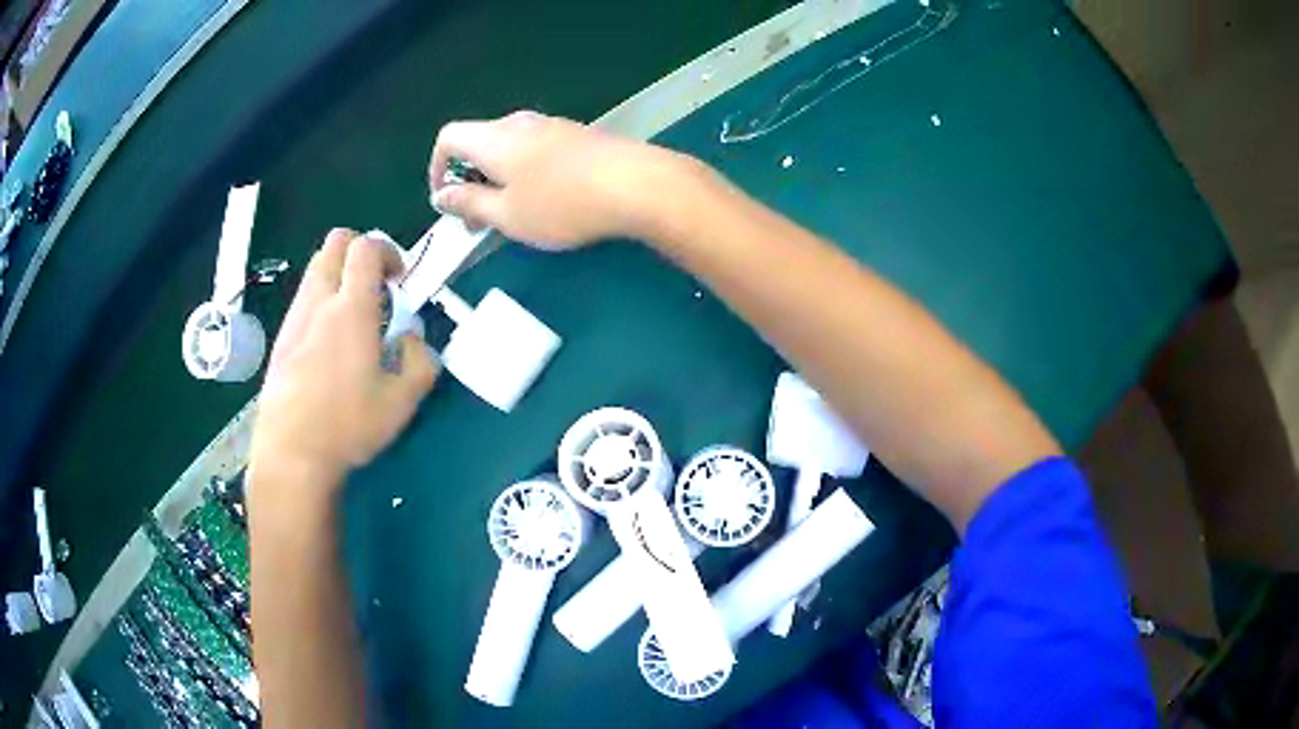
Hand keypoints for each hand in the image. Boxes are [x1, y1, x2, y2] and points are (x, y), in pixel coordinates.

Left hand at [249, 230, 438, 494]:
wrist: (291, 453)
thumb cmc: (348, 426)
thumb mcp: (402, 402)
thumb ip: (420, 362)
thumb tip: (413, 340)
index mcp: (351, 309)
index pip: (365, 247)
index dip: (388, 251)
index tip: (399, 280)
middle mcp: (318, 302)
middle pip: (335, 243)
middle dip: (359, 251)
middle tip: (377, 287)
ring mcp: (294, 319)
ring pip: (316, 270)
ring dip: (339, 277)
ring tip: (354, 320)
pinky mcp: (280, 340)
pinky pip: (303, 301)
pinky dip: (321, 304)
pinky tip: (329, 347)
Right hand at [428, 111, 693, 248]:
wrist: (636, 183)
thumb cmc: (561, 203)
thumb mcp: (506, 214)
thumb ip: (468, 204)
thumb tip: (441, 196)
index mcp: (492, 138)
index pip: (448, 138)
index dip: (438, 168)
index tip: (447, 202)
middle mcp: (519, 123)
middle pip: (478, 143)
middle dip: (469, 181)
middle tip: (478, 221)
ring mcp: (552, 126)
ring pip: (509, 148)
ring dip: (499, 180)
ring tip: (512, 216)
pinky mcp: (578, 136)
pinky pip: (537, 151)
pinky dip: (526, 174)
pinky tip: (547, 202)